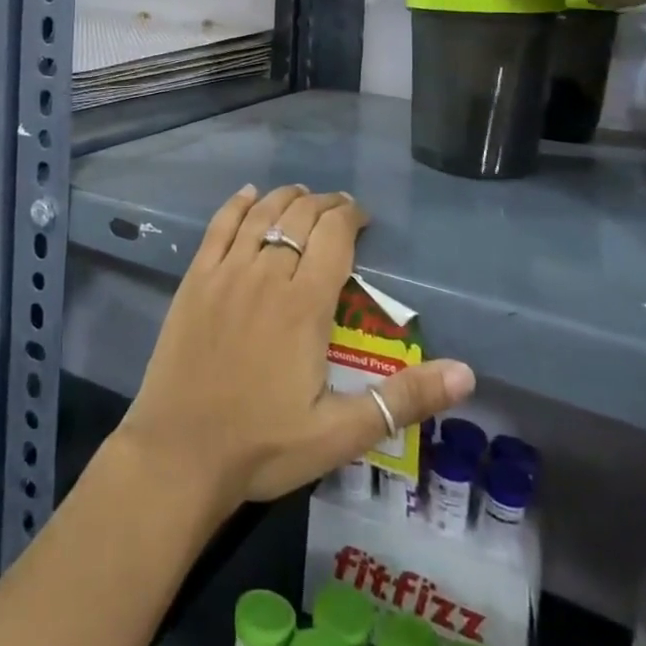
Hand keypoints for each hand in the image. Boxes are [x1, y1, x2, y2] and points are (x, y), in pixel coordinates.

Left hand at [118, 185, 474, 520]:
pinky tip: (249, 194)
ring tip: (302, 194)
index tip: (362, 218)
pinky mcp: (195, 280)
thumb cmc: (262, 445)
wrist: (179, 452)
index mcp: (305, 305)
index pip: (334, 238)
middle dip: (324, 205)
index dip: (350, 218)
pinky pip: (219, 227)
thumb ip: (402, 399)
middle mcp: (266, 275)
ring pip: (262, 215)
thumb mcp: (340, 433)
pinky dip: (237, 205)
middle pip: (300, 218)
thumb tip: (467, 373)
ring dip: (286, 198)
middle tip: (339, 208)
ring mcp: (226, 273)